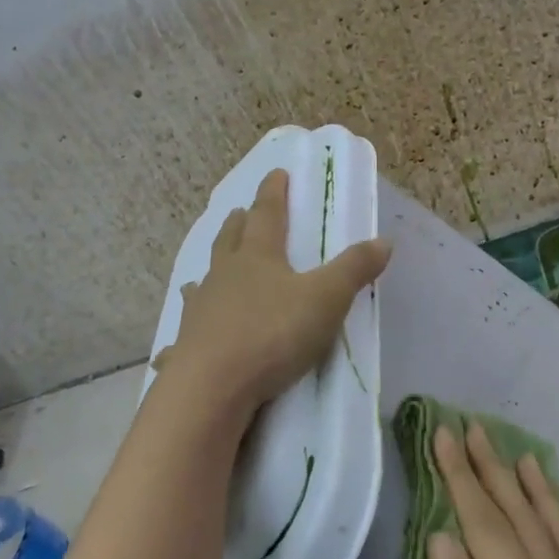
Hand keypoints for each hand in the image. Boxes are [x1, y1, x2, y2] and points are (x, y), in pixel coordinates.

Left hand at [161, 168, 390, 415]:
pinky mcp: (187, 346)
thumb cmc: (273, 333)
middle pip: (230, 242)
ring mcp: (201, 310)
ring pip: (204, 281)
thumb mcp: (325, 299)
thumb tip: (384, 240)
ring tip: (207, 271)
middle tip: (238, 212)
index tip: (276, 173)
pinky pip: (185, 334)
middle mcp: (224, 276)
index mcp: (258, 258)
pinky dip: (184, 333)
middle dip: (238, 225)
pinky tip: (174, 344)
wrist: (213, 385)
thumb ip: (354, 269)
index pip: (268, 215)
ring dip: (210, 272)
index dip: (274, 193)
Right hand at [427, 424, 558, 558]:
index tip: (443, 435)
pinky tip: (551, 511)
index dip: (463, 480)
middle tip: (470, 426)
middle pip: (522, 519)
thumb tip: (442, 536)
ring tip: (514, 452)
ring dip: (530, 488)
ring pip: (553, 530)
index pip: (490, 528)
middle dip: (492, 470)